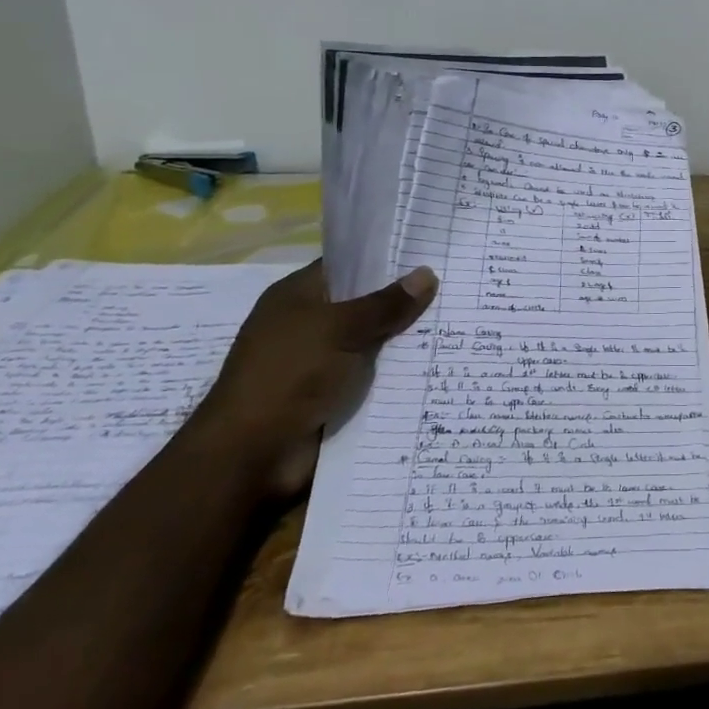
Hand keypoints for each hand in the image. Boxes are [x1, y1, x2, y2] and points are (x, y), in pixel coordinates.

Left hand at [190, 259, 436, 497]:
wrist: (250, 456)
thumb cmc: (288, 376)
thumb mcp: (340, 329)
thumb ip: (385, 304)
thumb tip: (428, 274)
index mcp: (298, 296)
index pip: (348, 265)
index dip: (386, 258)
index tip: (431, 252)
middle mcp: (308, 325)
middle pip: (365, 304)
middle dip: (405, 300)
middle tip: (455, 288)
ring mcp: (320, 362)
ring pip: (374, 342)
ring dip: (406, 340)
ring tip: (457, 324)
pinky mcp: (332, 396)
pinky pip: (373, 376)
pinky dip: (398, 373)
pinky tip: (437, 364)